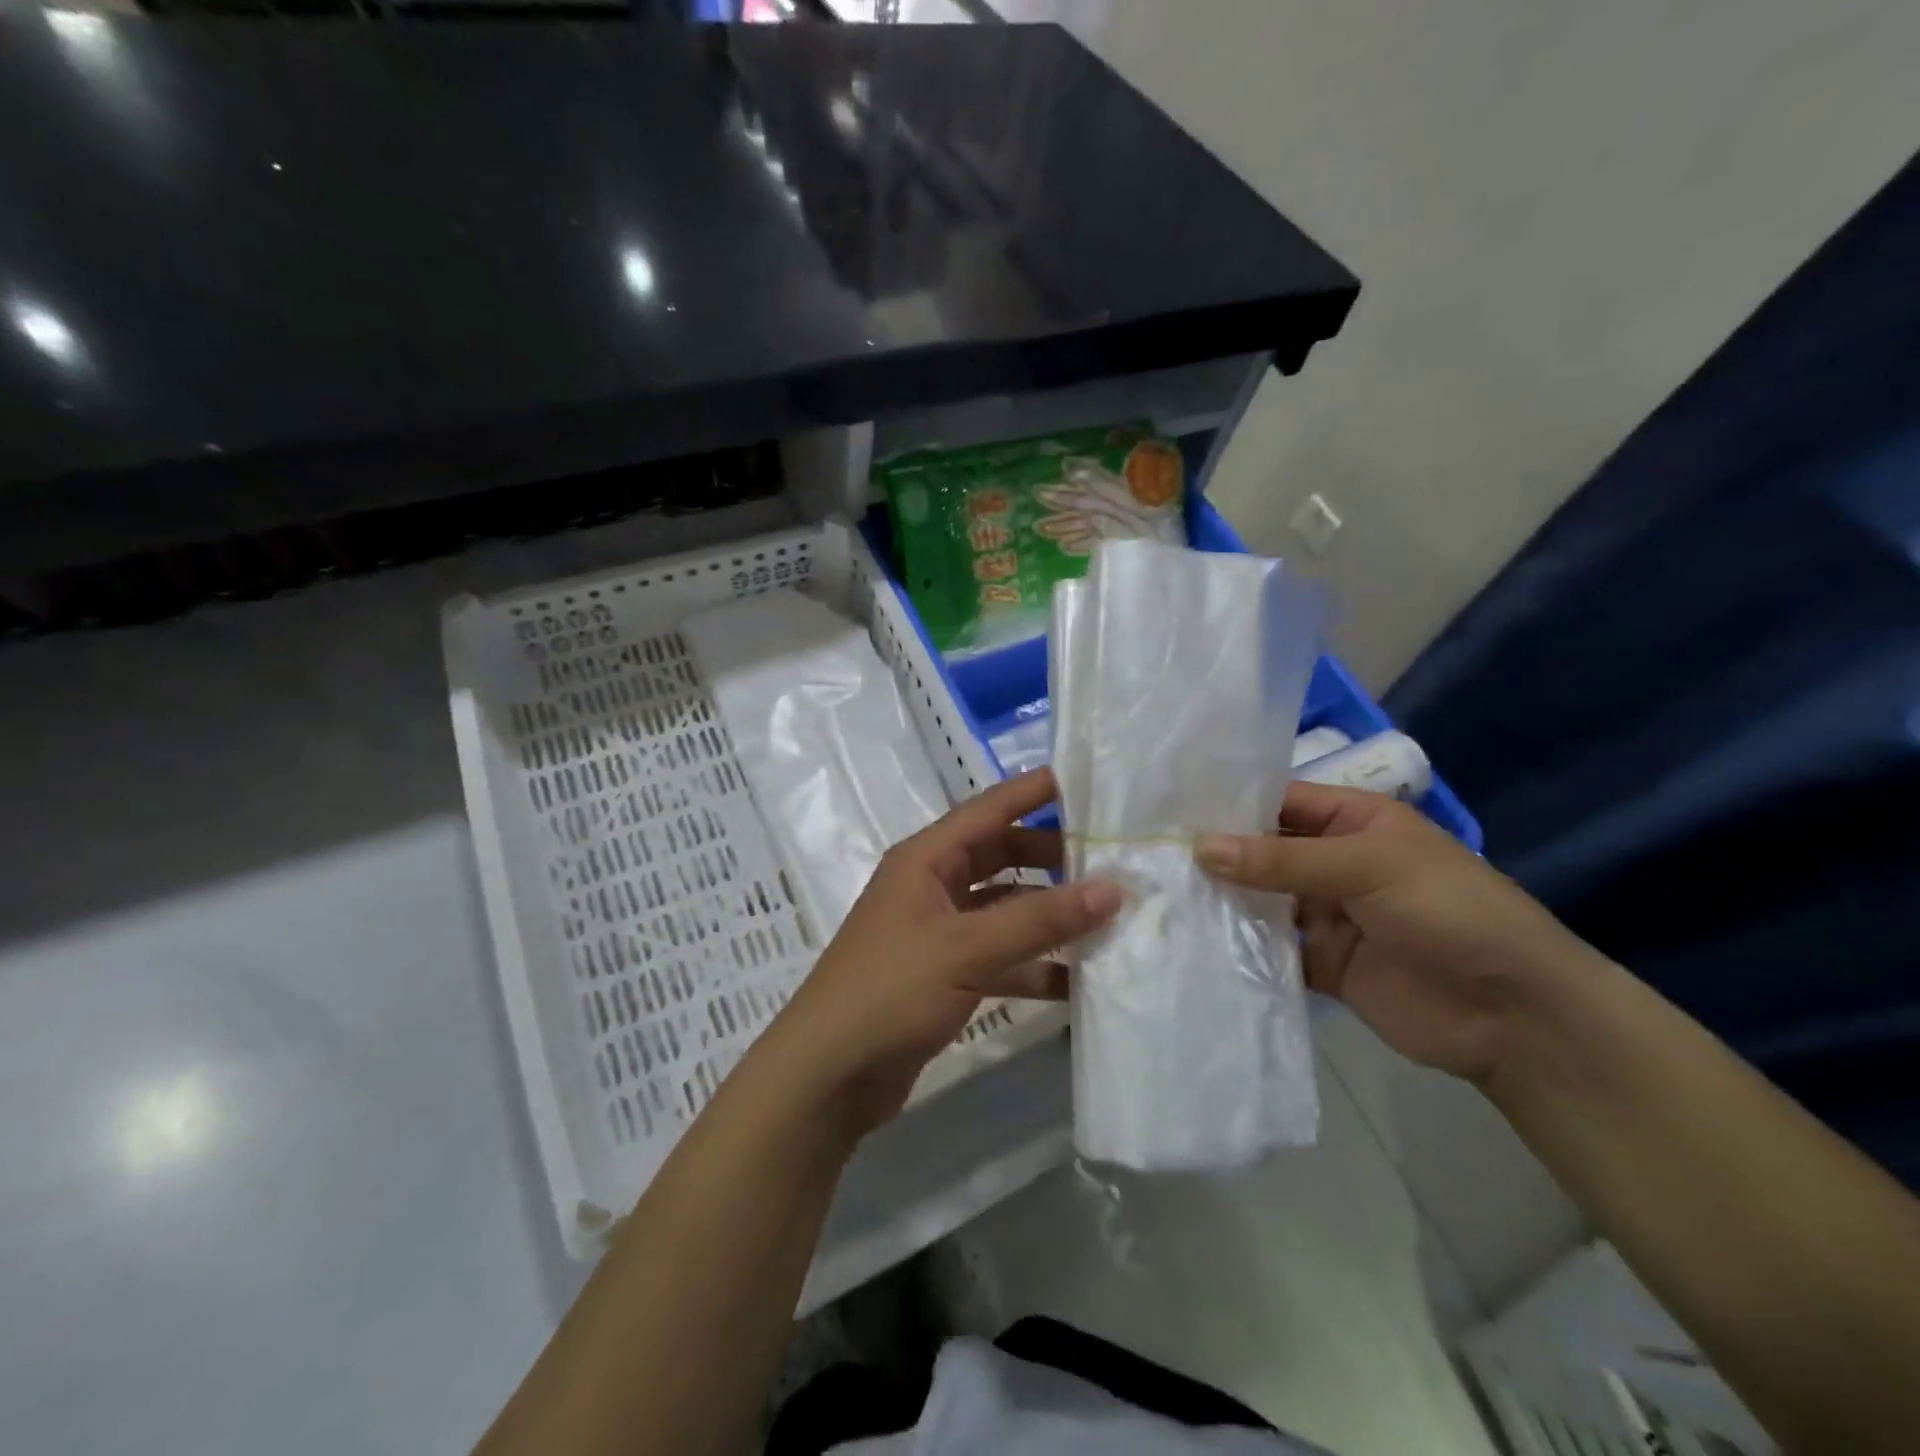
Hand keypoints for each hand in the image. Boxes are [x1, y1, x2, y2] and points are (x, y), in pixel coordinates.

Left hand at [770, 768, 1121, 1128]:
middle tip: (1110, 858)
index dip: (1033, 791)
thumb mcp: (967, 949)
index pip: (988, 809)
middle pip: (1000, 856)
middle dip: (1051, 857)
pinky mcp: (944, 975)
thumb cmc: (890, 991)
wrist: (828, 1075)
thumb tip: (1113, 887)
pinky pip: (999, 956)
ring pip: (1004, 909)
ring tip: (1108, 917)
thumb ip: (1040, 919)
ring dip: (1048, 915)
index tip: (1086, 779)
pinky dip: (1033, 965)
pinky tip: (1077, 981)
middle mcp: (931, 886)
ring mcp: (937, 932)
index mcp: (925, 859)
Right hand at [1196, 782, 1604, 1084]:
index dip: (1228, 804)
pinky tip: (1192, 943)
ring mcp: (1325, 914)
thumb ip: (1282, 860)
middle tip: (1148, 854)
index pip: (1277, 802)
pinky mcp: (1320, 964)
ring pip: (1260, 900)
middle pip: (1261, 852)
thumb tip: (1200, 847)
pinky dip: (1238, 947)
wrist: (1515, 1014)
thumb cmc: (1449, 911)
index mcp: (1350, 822)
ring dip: (1221, 900)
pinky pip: (1270, 948)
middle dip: (1215, 854)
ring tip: (1158, 896)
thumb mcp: (1368, 867)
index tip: (1166, 810)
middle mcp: (1331, 862)